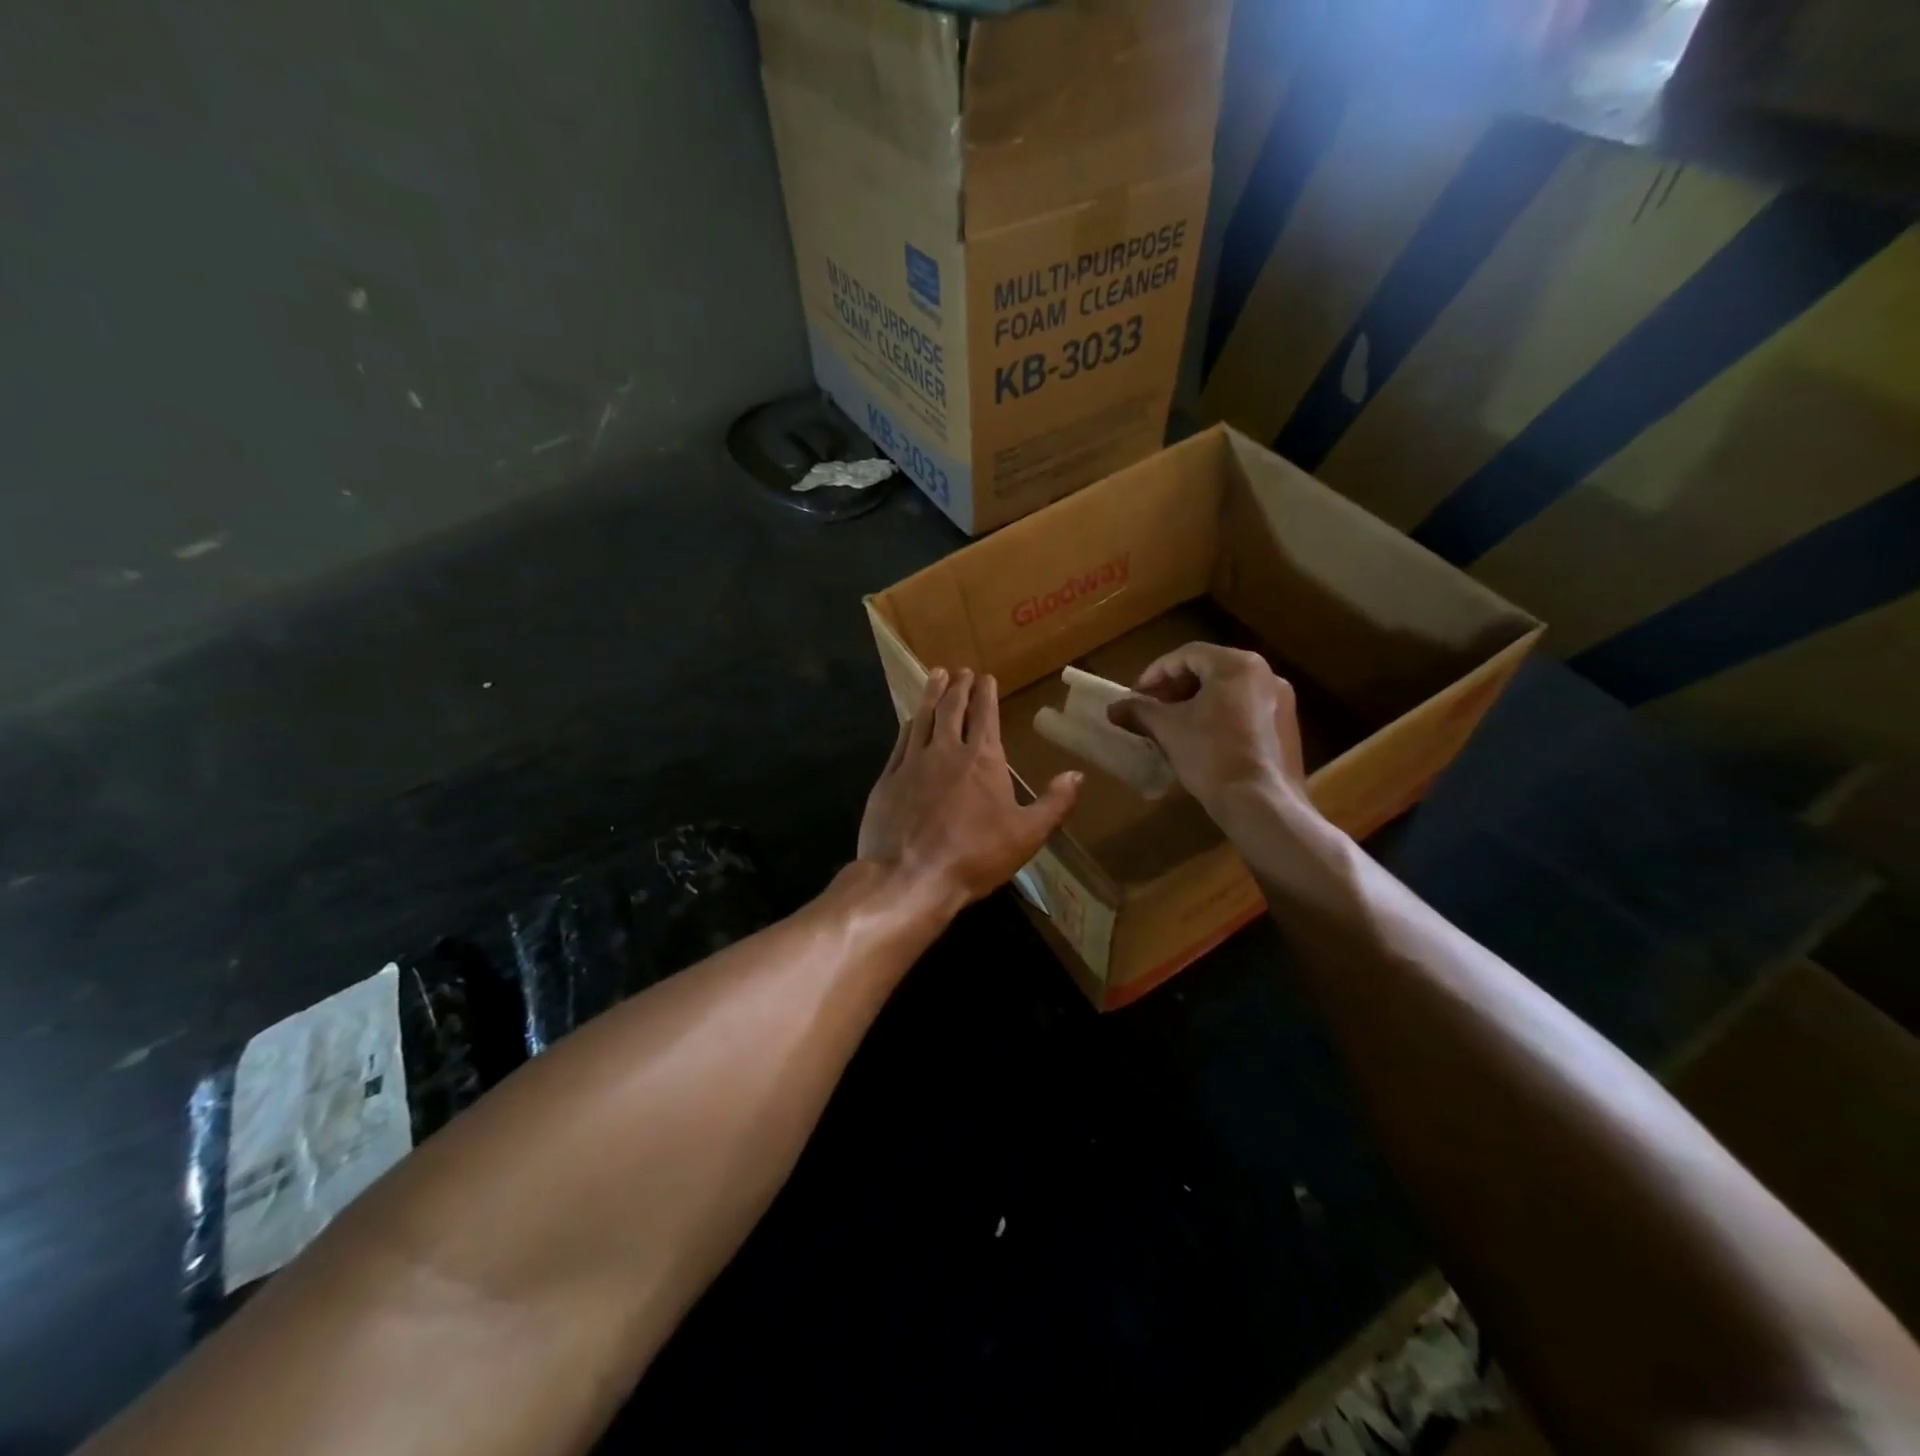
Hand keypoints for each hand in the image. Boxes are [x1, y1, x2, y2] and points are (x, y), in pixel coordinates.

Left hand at [859, 669, 1080, 916]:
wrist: (910, 877)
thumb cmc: (974, 856)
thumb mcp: (1027, 835)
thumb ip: (1054, 803)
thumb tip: (1077, 774)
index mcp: (982, 760)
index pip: (985, 715)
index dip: (986, 693)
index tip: (985, 676)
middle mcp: (946, 750)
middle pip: (953, 709)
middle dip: (959, 686)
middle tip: (961, 671)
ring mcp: (913, 762)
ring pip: (924, 717)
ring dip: (932, 694)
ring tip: (936, 676)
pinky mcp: (888, 778)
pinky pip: (901, 741)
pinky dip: (910, 724)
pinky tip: (911, 719)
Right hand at [1106, 644, 1305, 815]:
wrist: (1261, 803)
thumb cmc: (1211, 755)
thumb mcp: (1167, 729)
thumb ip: (1139, 711)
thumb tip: (1113, 708)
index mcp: (1237, 665)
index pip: (1187, 655)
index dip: (1155, 673)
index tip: (1135, 694)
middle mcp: (1265, 674)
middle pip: (1210, 670)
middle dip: (1175, 688)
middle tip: (1151, 707)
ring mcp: (1281, 701)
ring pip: (1228, 691)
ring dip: (1196, 702)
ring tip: (1172, 724)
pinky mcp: (1287, 728)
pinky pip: (1245, 710)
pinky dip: (1219, 716)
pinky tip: (1201, 739)